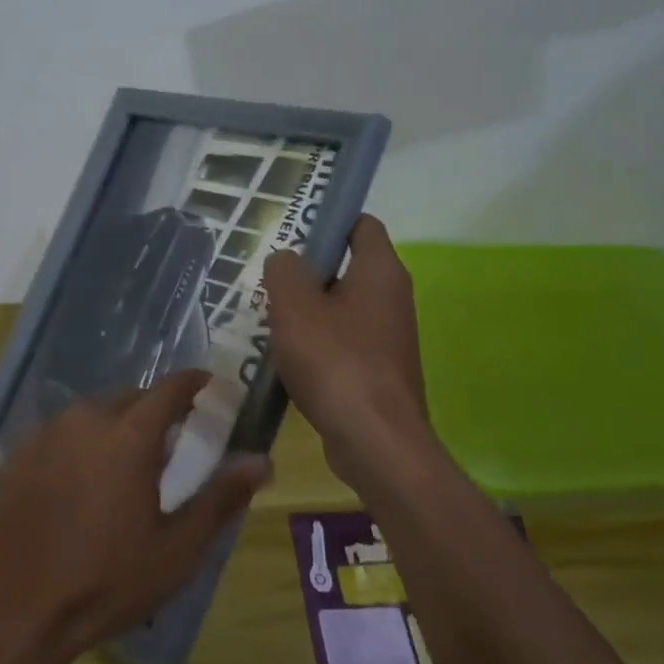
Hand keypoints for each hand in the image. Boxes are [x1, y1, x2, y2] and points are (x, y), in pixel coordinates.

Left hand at [0, 371, 270, 663]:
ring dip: (114, 428)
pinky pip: (60, 435)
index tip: (210, 387)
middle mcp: (86, 418)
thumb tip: (263, 461)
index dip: (194, 383)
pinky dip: (78, 446)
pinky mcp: (17, 453)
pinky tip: (76, 486)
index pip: (171, 388)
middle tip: (168, 445)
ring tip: (121, 468)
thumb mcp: (175, 550)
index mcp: (129, 434)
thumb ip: (221, 498)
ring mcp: (46, 433)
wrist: (11, 610)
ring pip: (92, 414)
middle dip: (154, 412)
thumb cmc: (104, 582)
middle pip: (131, 399)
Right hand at [263, 214, 436, 490]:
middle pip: (347, 266)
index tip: (293, 235)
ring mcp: (389, 336)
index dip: (328, 221)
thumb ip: (283, 271)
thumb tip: (286, 261)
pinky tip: (287, 359)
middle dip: (308, 271)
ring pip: (342, 307)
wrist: (374, 441)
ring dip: (308, 311)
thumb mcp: (294, 306)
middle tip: (271, 283)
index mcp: (380, 271)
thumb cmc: (335, 361)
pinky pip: (344, 341)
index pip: (361, 224)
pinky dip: (318, 343)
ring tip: (271, 321)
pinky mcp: (380, 369)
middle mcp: (392, 297)